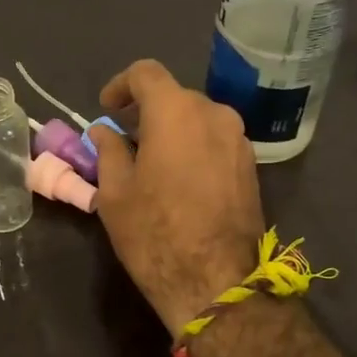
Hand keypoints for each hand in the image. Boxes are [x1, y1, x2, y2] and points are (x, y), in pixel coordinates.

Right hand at [88, 59, 264, 335]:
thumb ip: (109, 151)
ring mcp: (239, 141)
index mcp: (176, 112)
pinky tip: (178, 180)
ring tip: (150, 163)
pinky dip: (193, 148)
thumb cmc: (155, 233)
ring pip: (198, 120)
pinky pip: (215, 142)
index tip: (106, 109)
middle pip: (175, 96)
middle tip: (124, 141)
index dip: (120, 85)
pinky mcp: (251, 167)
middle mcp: (214, 115)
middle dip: (146, 112)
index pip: (146, 73)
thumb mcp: (115, 192)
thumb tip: (105, 132)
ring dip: (172, 131)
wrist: (218, 282)